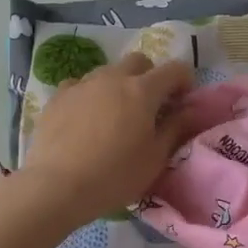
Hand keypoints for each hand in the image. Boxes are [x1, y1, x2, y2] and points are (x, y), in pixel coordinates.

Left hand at [20, 53, 194, 225]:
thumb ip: (175, 128)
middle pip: (139, 61)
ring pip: (108, 71)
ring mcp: (82, 84)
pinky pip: (80, 86)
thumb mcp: (155, 158)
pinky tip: (85, 119)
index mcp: (143, 90)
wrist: (57, 186)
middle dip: (150, 77)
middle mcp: (113, 77)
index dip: (184, 81)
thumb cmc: (115, 176)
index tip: (182, 102)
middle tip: (150, 106)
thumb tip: (190, 109)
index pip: (174, 69)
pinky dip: (89, 95)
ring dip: (119, 85)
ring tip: (115, 114)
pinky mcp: (57, 97)